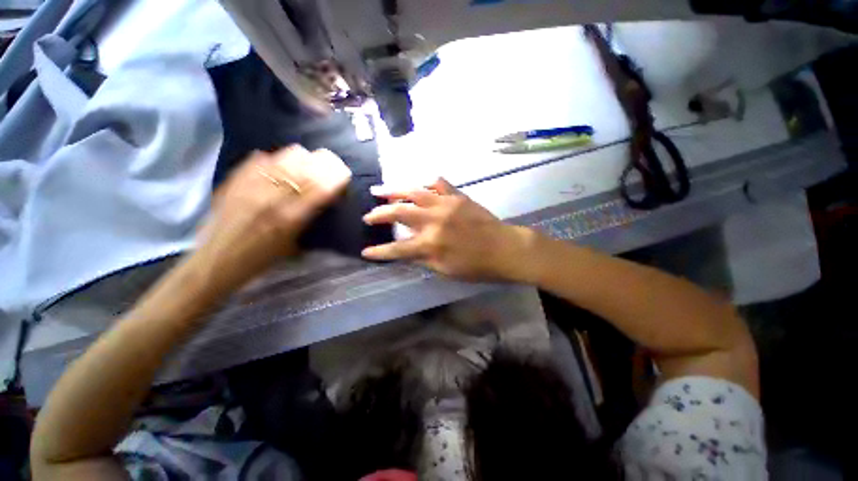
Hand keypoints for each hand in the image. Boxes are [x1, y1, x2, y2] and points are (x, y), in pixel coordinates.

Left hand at [194, 146, 350, 288]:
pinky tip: (281, 164)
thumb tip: (323, 199)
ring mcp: (252, 186)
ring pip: (285, 157)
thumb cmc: (260, 260)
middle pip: (306, 167)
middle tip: (332, 163)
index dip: (336, 177)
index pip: (321, 188)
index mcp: (290, 218)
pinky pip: (261, 159)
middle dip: (324, 162)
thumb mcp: (293, 245)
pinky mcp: (236, 180)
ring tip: (309, 162)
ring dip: (303, 158)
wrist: (215, 261)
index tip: (345, 173)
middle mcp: (273, 198)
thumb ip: (309, 220)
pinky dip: (276, 158)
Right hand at [361, 178, 535, 281]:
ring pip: (413, 192)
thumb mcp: (446, 270)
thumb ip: (423, 258)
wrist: (505, 248)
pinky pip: (438, 184)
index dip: (379, 252)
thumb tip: (407, 250)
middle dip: (378, 215)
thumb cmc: (477, 266)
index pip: (397, 248)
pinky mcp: (457, 196)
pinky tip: (418, 185)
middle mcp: (433, 221)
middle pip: (398, 213)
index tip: (365, 252)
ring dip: (393, 191)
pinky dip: (425, 183)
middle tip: (367, 216)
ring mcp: (446, 204)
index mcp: (431, 244)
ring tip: (378, 191)